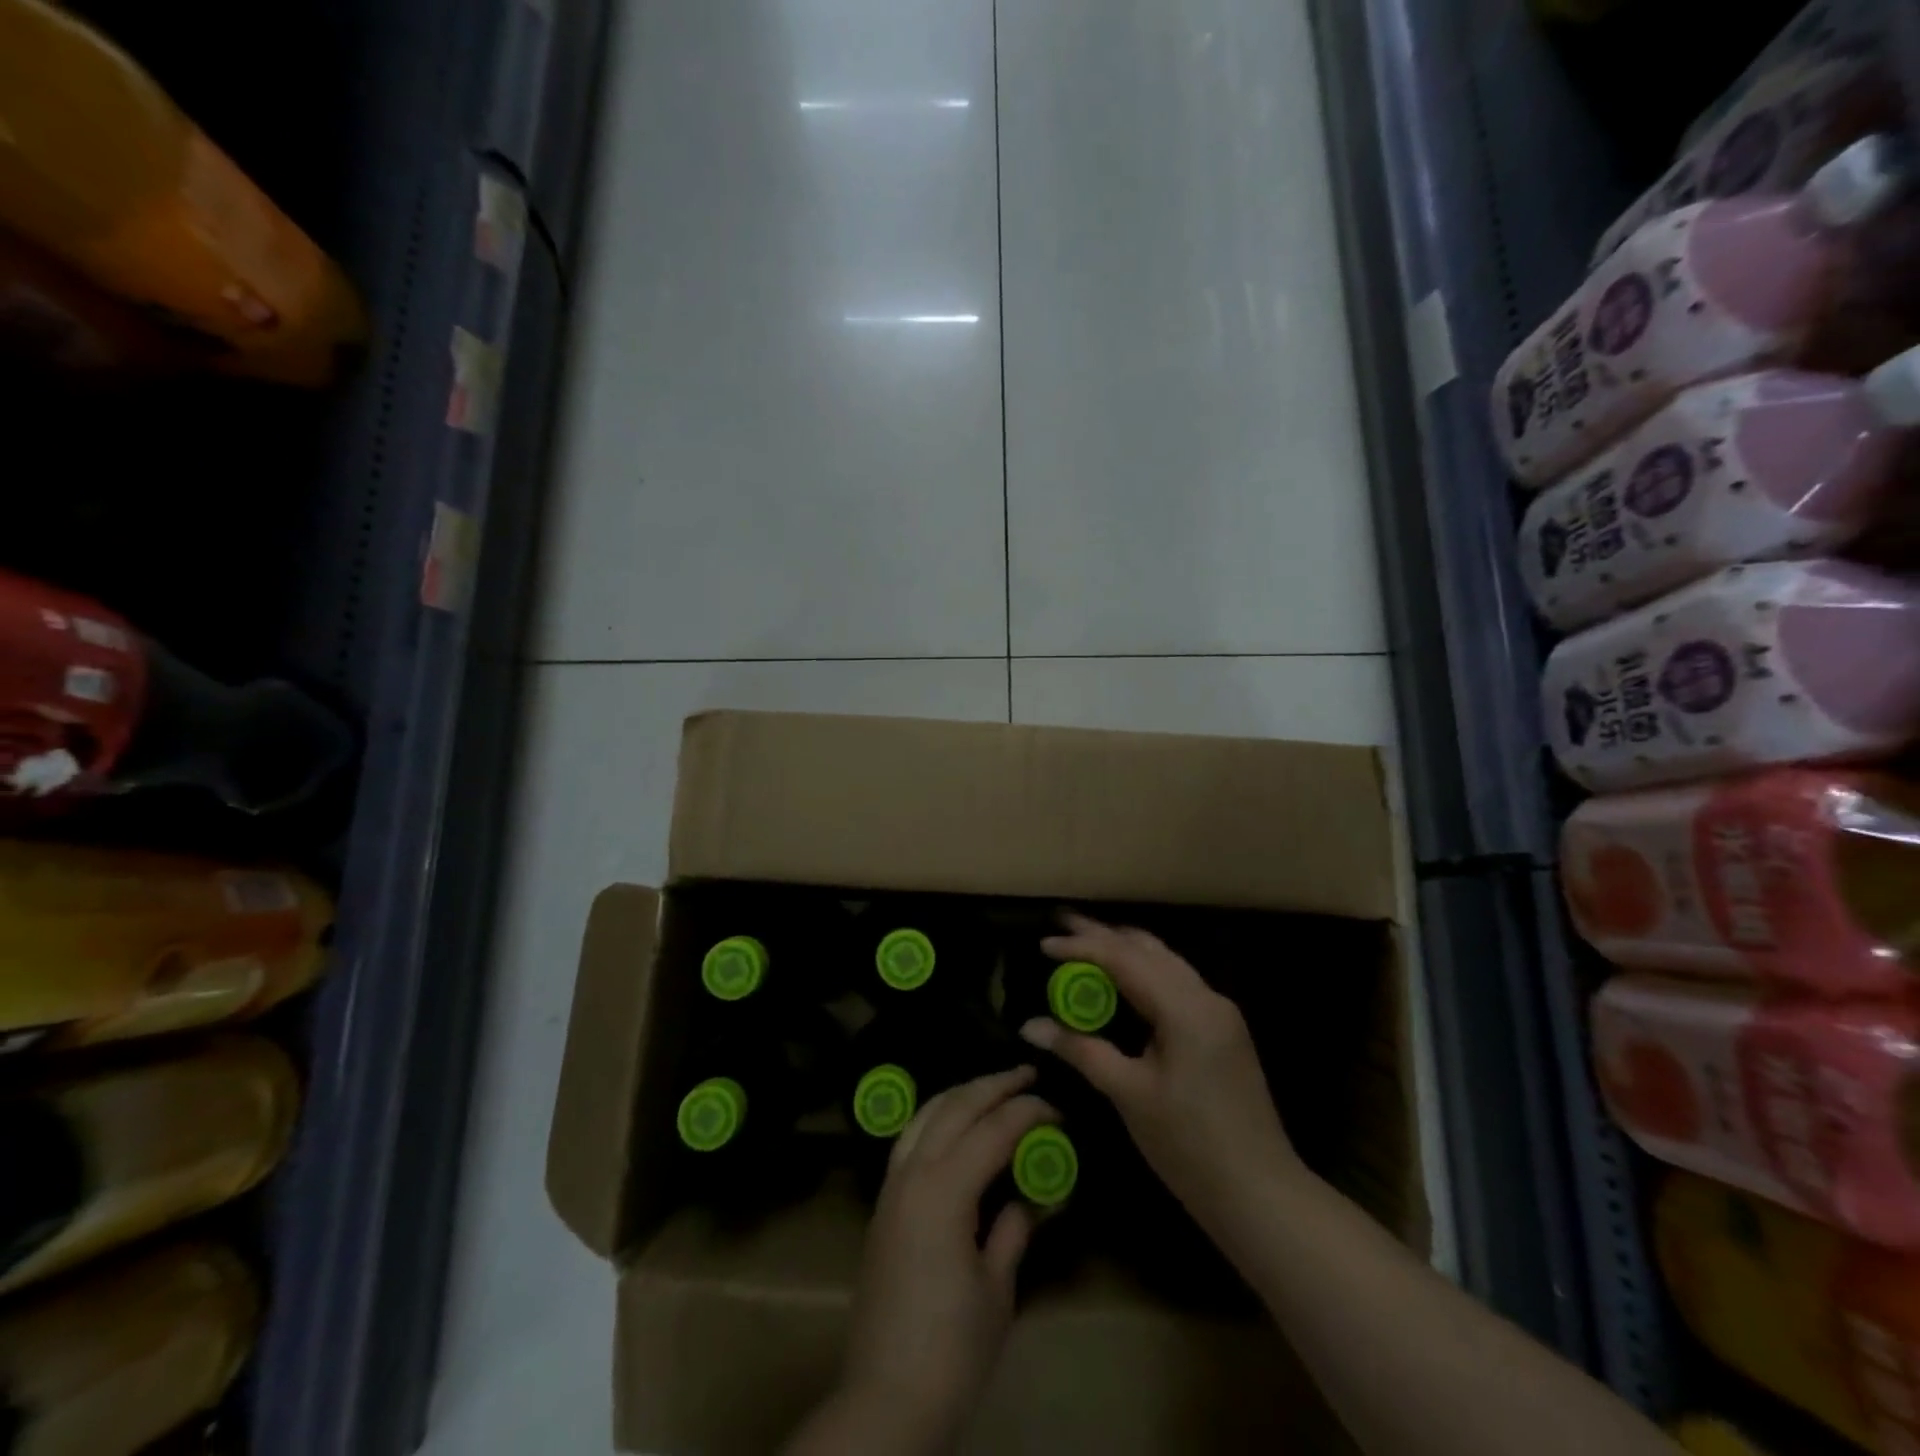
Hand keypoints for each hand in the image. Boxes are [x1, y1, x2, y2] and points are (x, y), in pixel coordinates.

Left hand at [814, 1067, 1055, 1454]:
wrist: (886, 1396)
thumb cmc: (953, 1348)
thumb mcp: (997, 1288)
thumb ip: (1015, 1228)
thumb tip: (1035, 1194)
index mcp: (944, 1189)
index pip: (993, 1129)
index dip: (1028, 1112)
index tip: (1058, 1108)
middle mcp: (913, 1172)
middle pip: (956, 1106)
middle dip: (994, 1085)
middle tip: (1028, 1075)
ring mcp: (892, 1184)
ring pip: (926, 1113)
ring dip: (962, 1093)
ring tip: (994, 1087)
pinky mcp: (883, 1201)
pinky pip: (911, 1136)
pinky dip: (937, 1115)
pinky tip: (955, 1123)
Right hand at [1019, 913, 1305, 1243]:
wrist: (1261, 1194)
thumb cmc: (1190, 1146)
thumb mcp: (1129, 1095)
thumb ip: (1081, 1051)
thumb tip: (1030, 1026)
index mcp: (1185, 1009)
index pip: (1125, 960)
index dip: (1082, 947)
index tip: (1043, 945)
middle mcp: (1206, 997)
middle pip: (1148, 949)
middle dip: (1103, 935)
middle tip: (1062, 926)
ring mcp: (1219, 1011)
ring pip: (1165, 961)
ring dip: (1125, 949)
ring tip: (1086, 942)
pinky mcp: (1222, 1029)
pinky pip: (1176, 981)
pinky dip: (1143, 971)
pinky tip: (1122, 978)